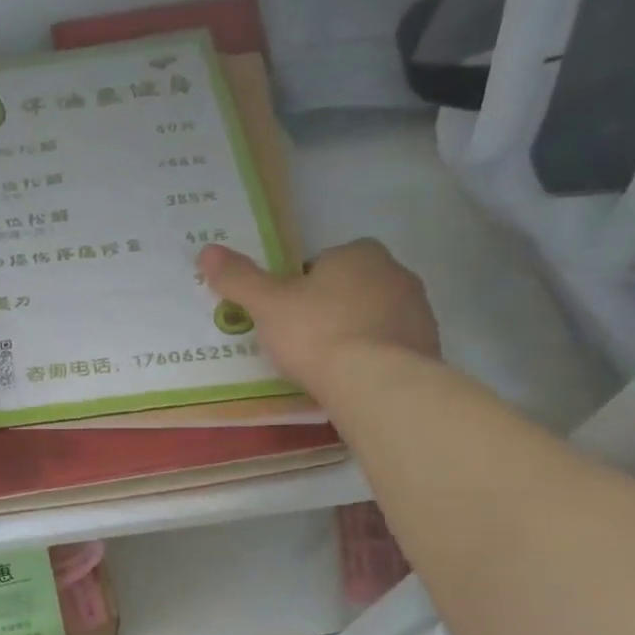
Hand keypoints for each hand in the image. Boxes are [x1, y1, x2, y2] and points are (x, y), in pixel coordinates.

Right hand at [199, 239, 438, 394]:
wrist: (377, 383)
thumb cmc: (317, 333)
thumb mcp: (266, 305)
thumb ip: (238, 278)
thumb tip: (206, 250)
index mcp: (358, 253)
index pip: (320, 263)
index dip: (298, 288)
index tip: (284, 316)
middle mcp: (395, 272)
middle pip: (348, 288)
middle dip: (327, 309)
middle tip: (299, 342)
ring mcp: (417, 310)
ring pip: (372, 317)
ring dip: (351, 333)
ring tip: (324, 365)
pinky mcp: (428, 345)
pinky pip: (390, 346)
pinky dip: (371, 358)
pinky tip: (351, 379)